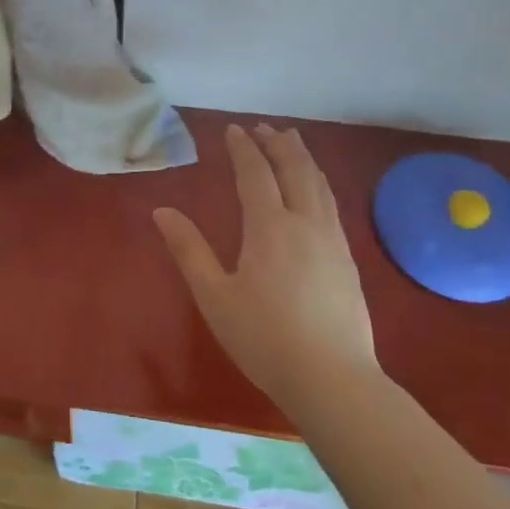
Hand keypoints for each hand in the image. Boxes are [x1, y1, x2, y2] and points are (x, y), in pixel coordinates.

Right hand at [153, 124, 376, 406]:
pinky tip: (316, 190)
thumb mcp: (215, 296)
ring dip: (303, 158)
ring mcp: (332, 241)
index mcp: (270, 228)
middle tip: (265, 127)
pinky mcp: (348, 260)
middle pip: (295, 170)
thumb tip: (162, 211)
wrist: (333, 380)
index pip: (256, 174)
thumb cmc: (264, 339)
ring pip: (319, 184)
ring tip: (292, 142)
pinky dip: (319, 182)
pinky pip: (331, 204)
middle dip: (278, 144)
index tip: (234, 130)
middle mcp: (305, 223)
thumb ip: (189, 250)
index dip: (244, 149)